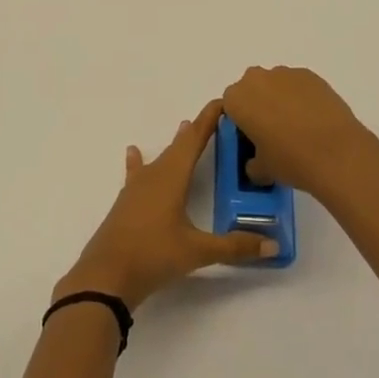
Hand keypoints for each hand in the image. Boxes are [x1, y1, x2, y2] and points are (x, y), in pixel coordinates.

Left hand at [56, 99, 276, 308]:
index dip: (208, 120)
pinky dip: (141, 161)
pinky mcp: (126, 203)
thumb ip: (234, 246)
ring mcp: (137, 188)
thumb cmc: (153, 254)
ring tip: (182, 127)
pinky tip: (134, 153)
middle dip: (197, 131)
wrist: (105, 275)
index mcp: (172, 176)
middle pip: (179, 146)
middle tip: (214, 118)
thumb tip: (273, 245)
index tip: (221, 102)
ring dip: (175, 145)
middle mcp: (154, 175)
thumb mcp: (197, 251)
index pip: (194, 140)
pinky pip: (139, 173)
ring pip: (160, 158)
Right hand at [213, 66, 370, 198]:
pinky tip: (314, 121)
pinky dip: (301, 98)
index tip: (252, 140)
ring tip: (298, 128)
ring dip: (280, 100)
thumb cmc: (291, 160)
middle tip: (272, 134)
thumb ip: (252, 163)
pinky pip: (298, 85)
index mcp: (237, 99)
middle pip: (251, 90)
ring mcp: (285, 74)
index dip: (240, 123)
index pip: (230, 107)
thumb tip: (256, 163)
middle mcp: (257, 79)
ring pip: (275, 85)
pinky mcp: (311, 75)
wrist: (337, 153)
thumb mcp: (262, 170)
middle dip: (258, 106)